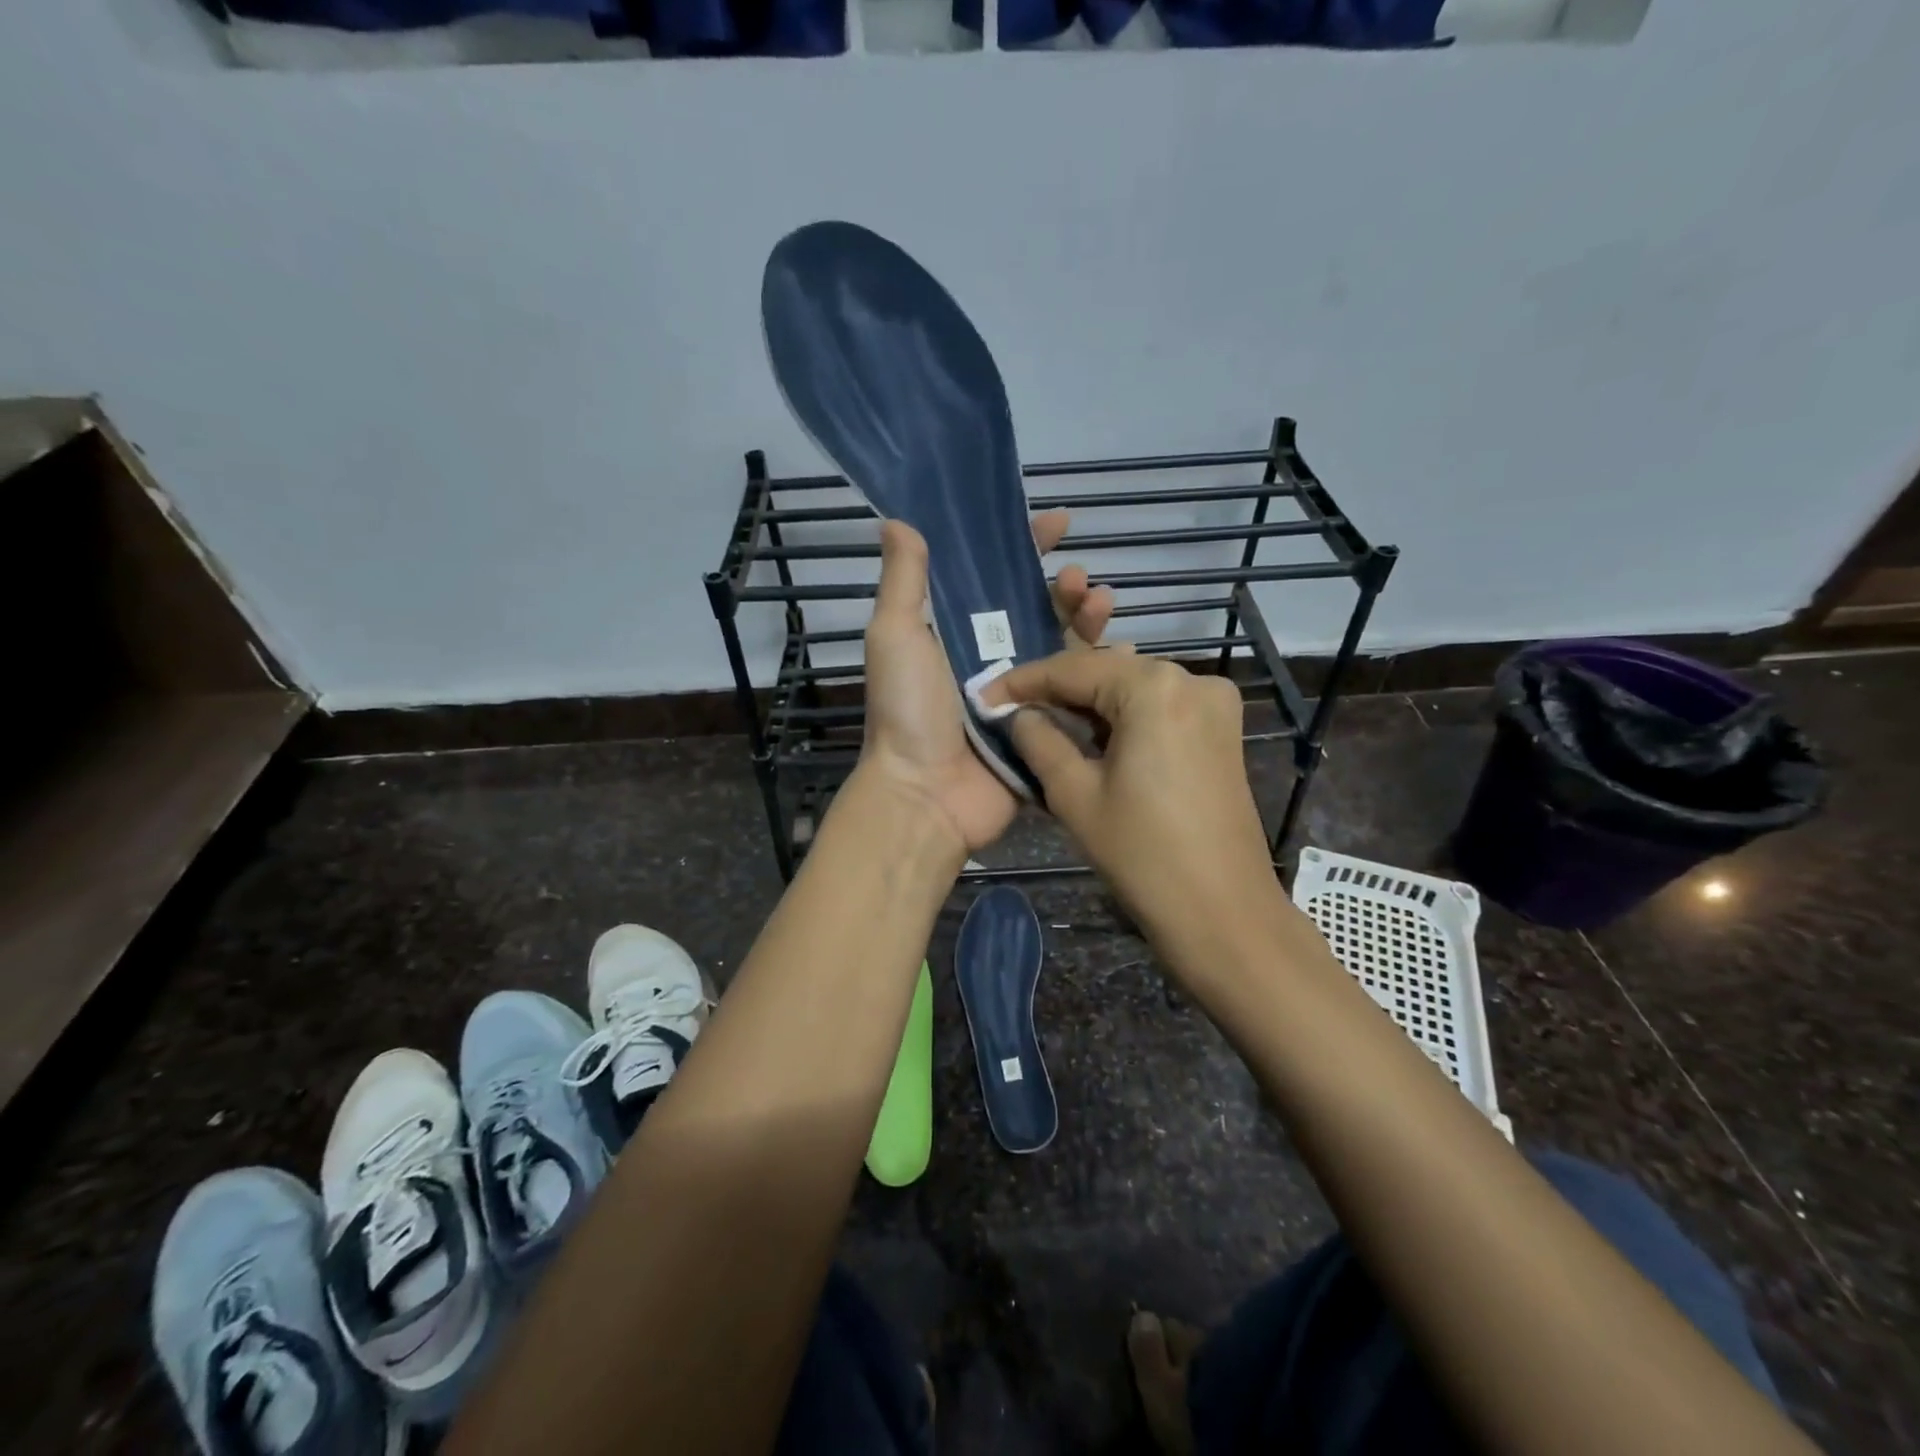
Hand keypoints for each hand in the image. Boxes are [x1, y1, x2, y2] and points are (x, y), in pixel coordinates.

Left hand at [858, 512, 1113, 854]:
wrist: (926, 795)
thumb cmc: (908, 710)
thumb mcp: (895, 637)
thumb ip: (904, 581)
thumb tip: (900, 520)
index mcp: (957, 633)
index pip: (995, 579)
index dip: (1025, 548)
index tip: (1057, 524)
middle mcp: (993, 660)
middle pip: (1040, 611)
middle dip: (1066, 588)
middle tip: (1081, 579)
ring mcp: (1024, 696)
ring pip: (1066, 648)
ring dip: (1088, 622)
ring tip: (1103, 605)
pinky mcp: (1047, 730)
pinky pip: (1081, 695)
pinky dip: (1102, 672)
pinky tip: (1123, 652)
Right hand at [983, 651, 1285, 971]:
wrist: (1223, 913)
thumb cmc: (1142, 854)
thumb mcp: (1074, 795)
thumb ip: (1039, 741)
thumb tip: (1019, 716)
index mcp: (1154, 687)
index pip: (1073, 669)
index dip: (1022, 682)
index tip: (983, 697)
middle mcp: (1191, 679)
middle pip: (1107, 670)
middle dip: (1057, 689)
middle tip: (1010, 710)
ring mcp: (1214, 703)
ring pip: (1134, 687)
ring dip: (1089, 702)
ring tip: (1044, 721)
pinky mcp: (1222, 730)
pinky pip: (1160, 707)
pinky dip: (1123, 716)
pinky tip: (1093, 735)